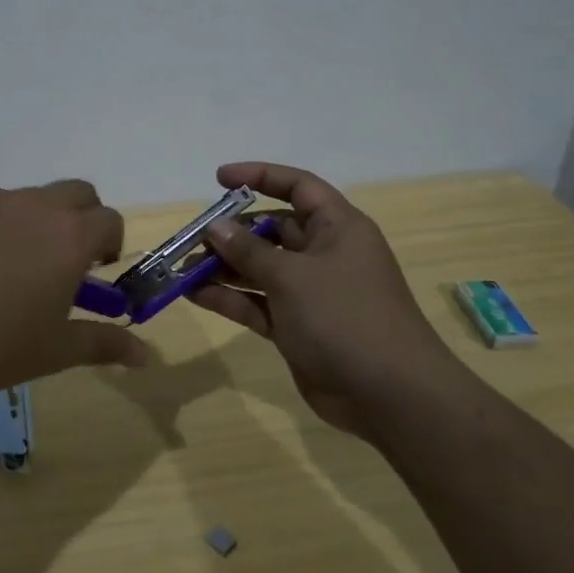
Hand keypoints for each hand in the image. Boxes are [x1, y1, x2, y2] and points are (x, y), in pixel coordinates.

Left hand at [0, 180, 142, 413]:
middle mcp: (32, 206)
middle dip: (81, 218)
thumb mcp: (56, 352)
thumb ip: (105, 344)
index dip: (110, 244)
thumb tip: (145, 356)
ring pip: (26, 199)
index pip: (109, 220)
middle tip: (63, 261)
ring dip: (33, 223)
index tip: (96, 272)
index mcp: (68, 236)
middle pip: (76, 192)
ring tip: (6, 272)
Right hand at [188, 162, 445, 439]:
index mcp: (337, 228)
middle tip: (191, 238)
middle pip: (272, 230)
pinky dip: (230, 298)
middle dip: (232, 231)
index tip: (218, 179)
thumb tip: (215, 226)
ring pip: (261, 268)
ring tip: (183, 268)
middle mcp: (325, 254)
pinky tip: (195, 294)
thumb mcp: (293, 277)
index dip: (260, 176)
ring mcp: (311, 292)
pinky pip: (258, 303)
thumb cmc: (345, 318)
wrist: (390, 396)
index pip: (297, 187)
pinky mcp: (298, 326)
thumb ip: (249, 250)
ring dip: (224, 267)